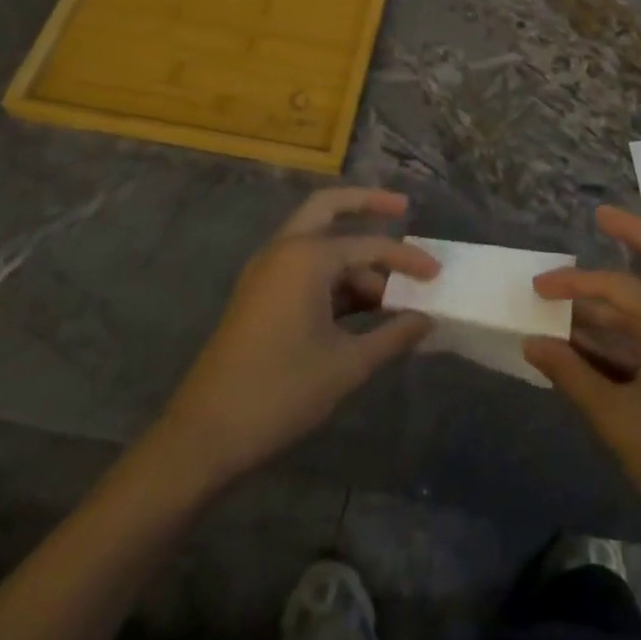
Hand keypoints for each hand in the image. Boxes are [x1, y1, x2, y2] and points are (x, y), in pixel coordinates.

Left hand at [156, 188, 437, 487]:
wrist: (203, 436)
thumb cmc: (280, 392)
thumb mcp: (346, 365)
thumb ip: (392, 336)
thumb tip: (427, 320)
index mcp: (306, 256)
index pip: (370, 246)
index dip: (408, 261)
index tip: (437, 275)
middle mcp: (284, 249)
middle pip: (329, 207)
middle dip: (367, 203)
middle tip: (402, 207)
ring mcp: (266, 271)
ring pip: (316, 240)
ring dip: (352, 253)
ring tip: (391, 286)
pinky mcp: (258, 294)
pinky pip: (303, 266)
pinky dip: (332, 274)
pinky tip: (360, 304)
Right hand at [525, 206, 640, 531]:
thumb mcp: (617, 417)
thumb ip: (572, 375)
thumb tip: (532, 343)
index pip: (616, 286)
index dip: (573, 283)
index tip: (538, 287)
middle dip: (633, 232)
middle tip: (600, 217)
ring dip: (631, 282)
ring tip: (587, 287)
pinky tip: (610, 330)